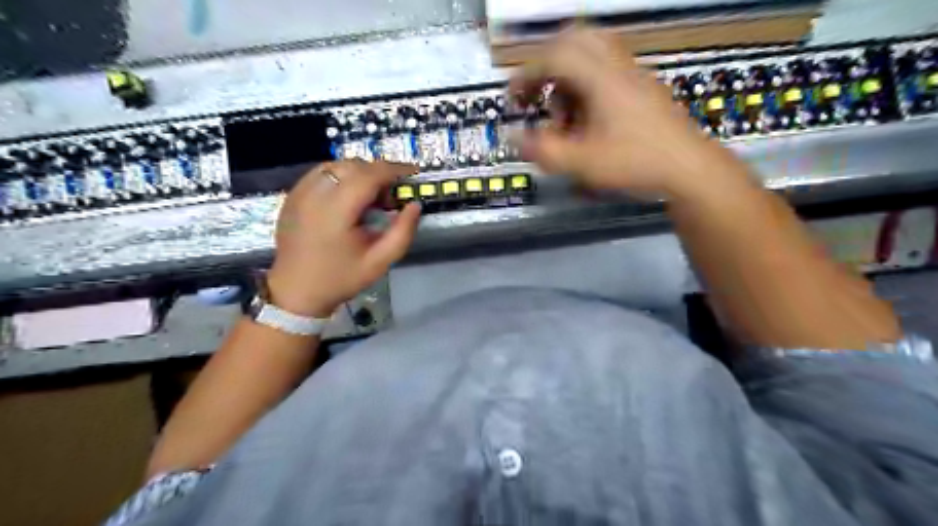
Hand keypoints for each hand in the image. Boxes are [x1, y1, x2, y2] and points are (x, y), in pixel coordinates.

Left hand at [268, 160, 422, 315]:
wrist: (296, 292)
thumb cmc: (341, 278)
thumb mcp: (380, 261)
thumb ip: (403, 232)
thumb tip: (415, 204)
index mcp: (335, 211)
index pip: (368, 175)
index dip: (394, 170)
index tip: (413, 174)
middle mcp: (314, 194)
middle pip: (352, 166)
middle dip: (378, 173)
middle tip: (391, 196)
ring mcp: (298, 193)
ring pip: (335, 166)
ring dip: (359, 173)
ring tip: (370, 197)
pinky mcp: (292, 196)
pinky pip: (321, 174)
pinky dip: (341, 177)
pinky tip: (348, 198)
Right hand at [513, 27, 723, 196]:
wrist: (689, 168)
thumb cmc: (635, 163)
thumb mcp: (582, 163)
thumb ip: (543, 150)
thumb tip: (513, 138)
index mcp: (601, 78)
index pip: (555, 56)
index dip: (526, 74)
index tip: (514, 98)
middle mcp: (617, 66)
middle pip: (575, 39)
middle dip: (547, 63)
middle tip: (536, 92)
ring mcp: (634, 74)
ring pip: (592, 53)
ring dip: (568, 76)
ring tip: (563, 114)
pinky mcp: (643, 87)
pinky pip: (607, 69)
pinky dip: (586, 84)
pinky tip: (586, 119)